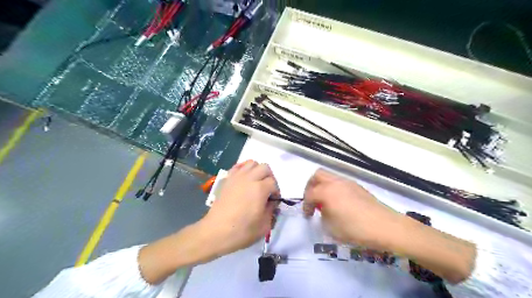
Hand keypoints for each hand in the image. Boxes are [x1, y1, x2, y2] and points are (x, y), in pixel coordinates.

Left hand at [200, 162, 281, 256]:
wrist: (216, 232)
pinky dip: (244, 169)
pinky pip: (238, 166)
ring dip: (257, 170)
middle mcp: (249, 178)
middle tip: (268, 190)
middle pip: (265, 167)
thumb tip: (271, 201)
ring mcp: (237, 177)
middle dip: (270, 177)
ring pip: (252, 163)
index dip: (276, 191)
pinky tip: (245, 179)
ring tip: (256, 183)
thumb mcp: (264, 225)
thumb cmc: (242, 231)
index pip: (274, 182)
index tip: (273, 201)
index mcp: (260, 189)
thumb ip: (272, 210)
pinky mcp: (227, 179)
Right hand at [306, 168, 400, 249]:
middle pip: (317, 176)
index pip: (309, 194)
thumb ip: (322, 216)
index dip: (305, 205)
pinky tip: (339, 203)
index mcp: (327, 191)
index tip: (308, 215)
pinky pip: (340, 182)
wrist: (385, 226)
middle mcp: (336, 182)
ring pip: (329, 177)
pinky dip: (334, 189)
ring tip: (326, 202)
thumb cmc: (355, 229)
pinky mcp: (358, 186)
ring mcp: (348, 182)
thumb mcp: (331, 228)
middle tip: (312, 200)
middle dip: (310, 187)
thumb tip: (324, 210)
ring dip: (323, 186)